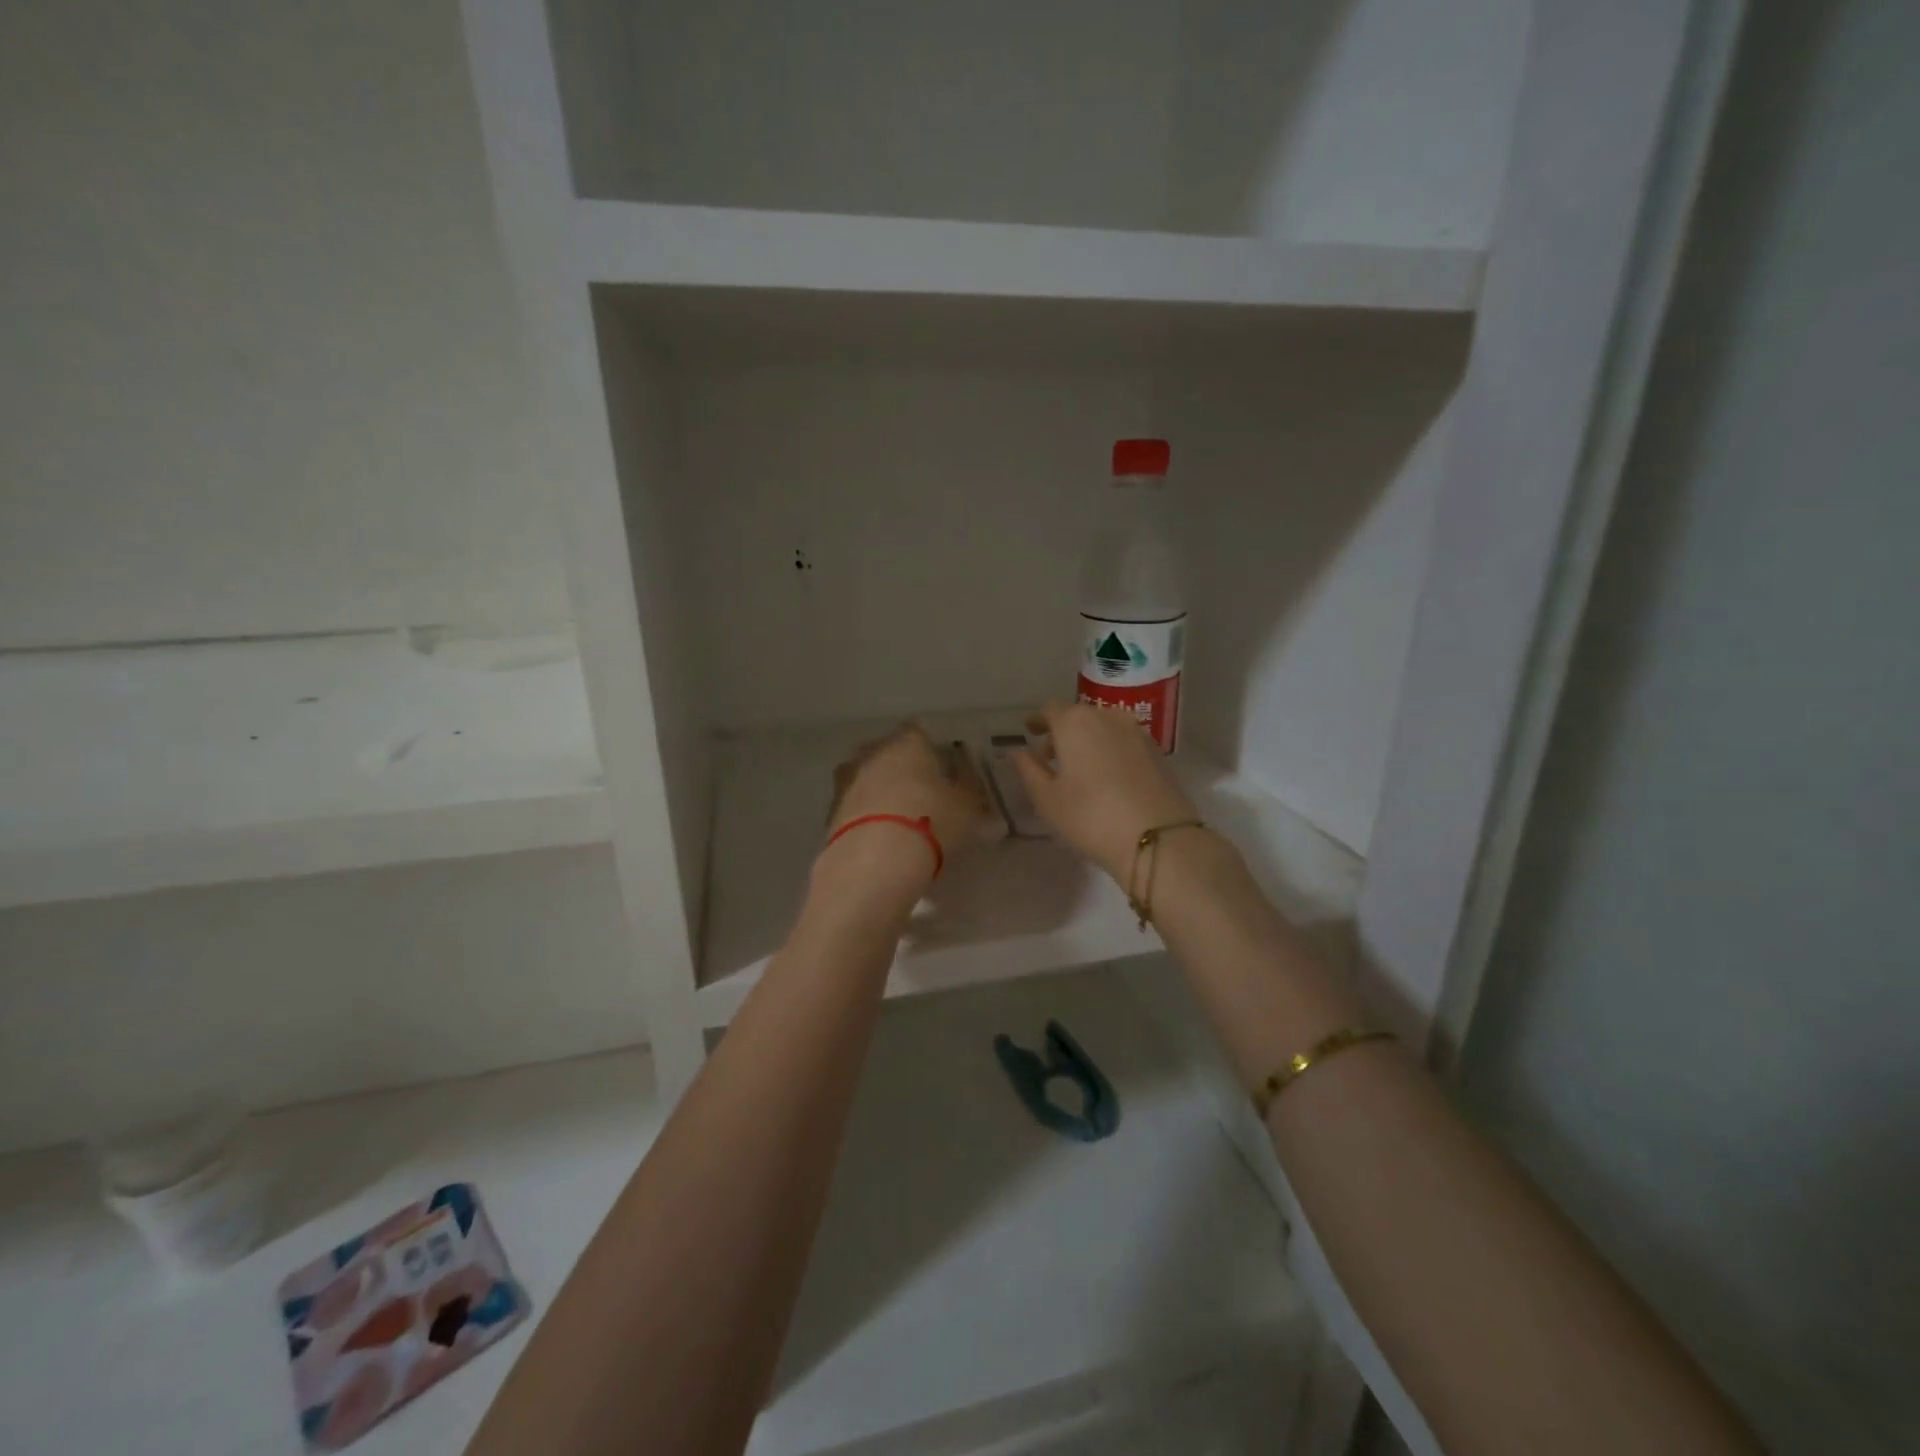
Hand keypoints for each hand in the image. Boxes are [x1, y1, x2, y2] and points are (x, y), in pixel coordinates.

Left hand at [826, 722, 993, 875]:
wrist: (876, 859)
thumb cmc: (932, 821)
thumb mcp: (968, 810)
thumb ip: (971, 796)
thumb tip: (974, 790)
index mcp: (907, 744)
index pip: (917, 731)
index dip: (929, 747)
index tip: (940, 765)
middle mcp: (872, 754)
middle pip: (886, 752)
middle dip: (900, 768)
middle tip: (919, 790)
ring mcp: (847, 783)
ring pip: (865, 778)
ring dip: (878, 792)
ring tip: (896, 816)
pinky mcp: (830, 814)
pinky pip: (853, 808)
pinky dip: (864, 817)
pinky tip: (877, 836)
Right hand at [1011, 702, 1200, 881]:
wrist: (1158, 837)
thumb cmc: (1091, 816)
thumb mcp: (1047, 799)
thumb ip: (1028, 770)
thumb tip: (1017, 752)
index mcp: (1075, 722)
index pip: (1050, 710)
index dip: (1038, 720)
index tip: (1030, 731)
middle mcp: (1107, 717)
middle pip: (1078, 716)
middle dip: (1061, 733)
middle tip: (1050, 758)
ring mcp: (1136, 732)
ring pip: (1103, 728)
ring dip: (1087, 741)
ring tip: (1079, 769)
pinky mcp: (1157, 751)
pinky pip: (1123, 742)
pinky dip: (1109, 750)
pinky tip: (1106, 777)